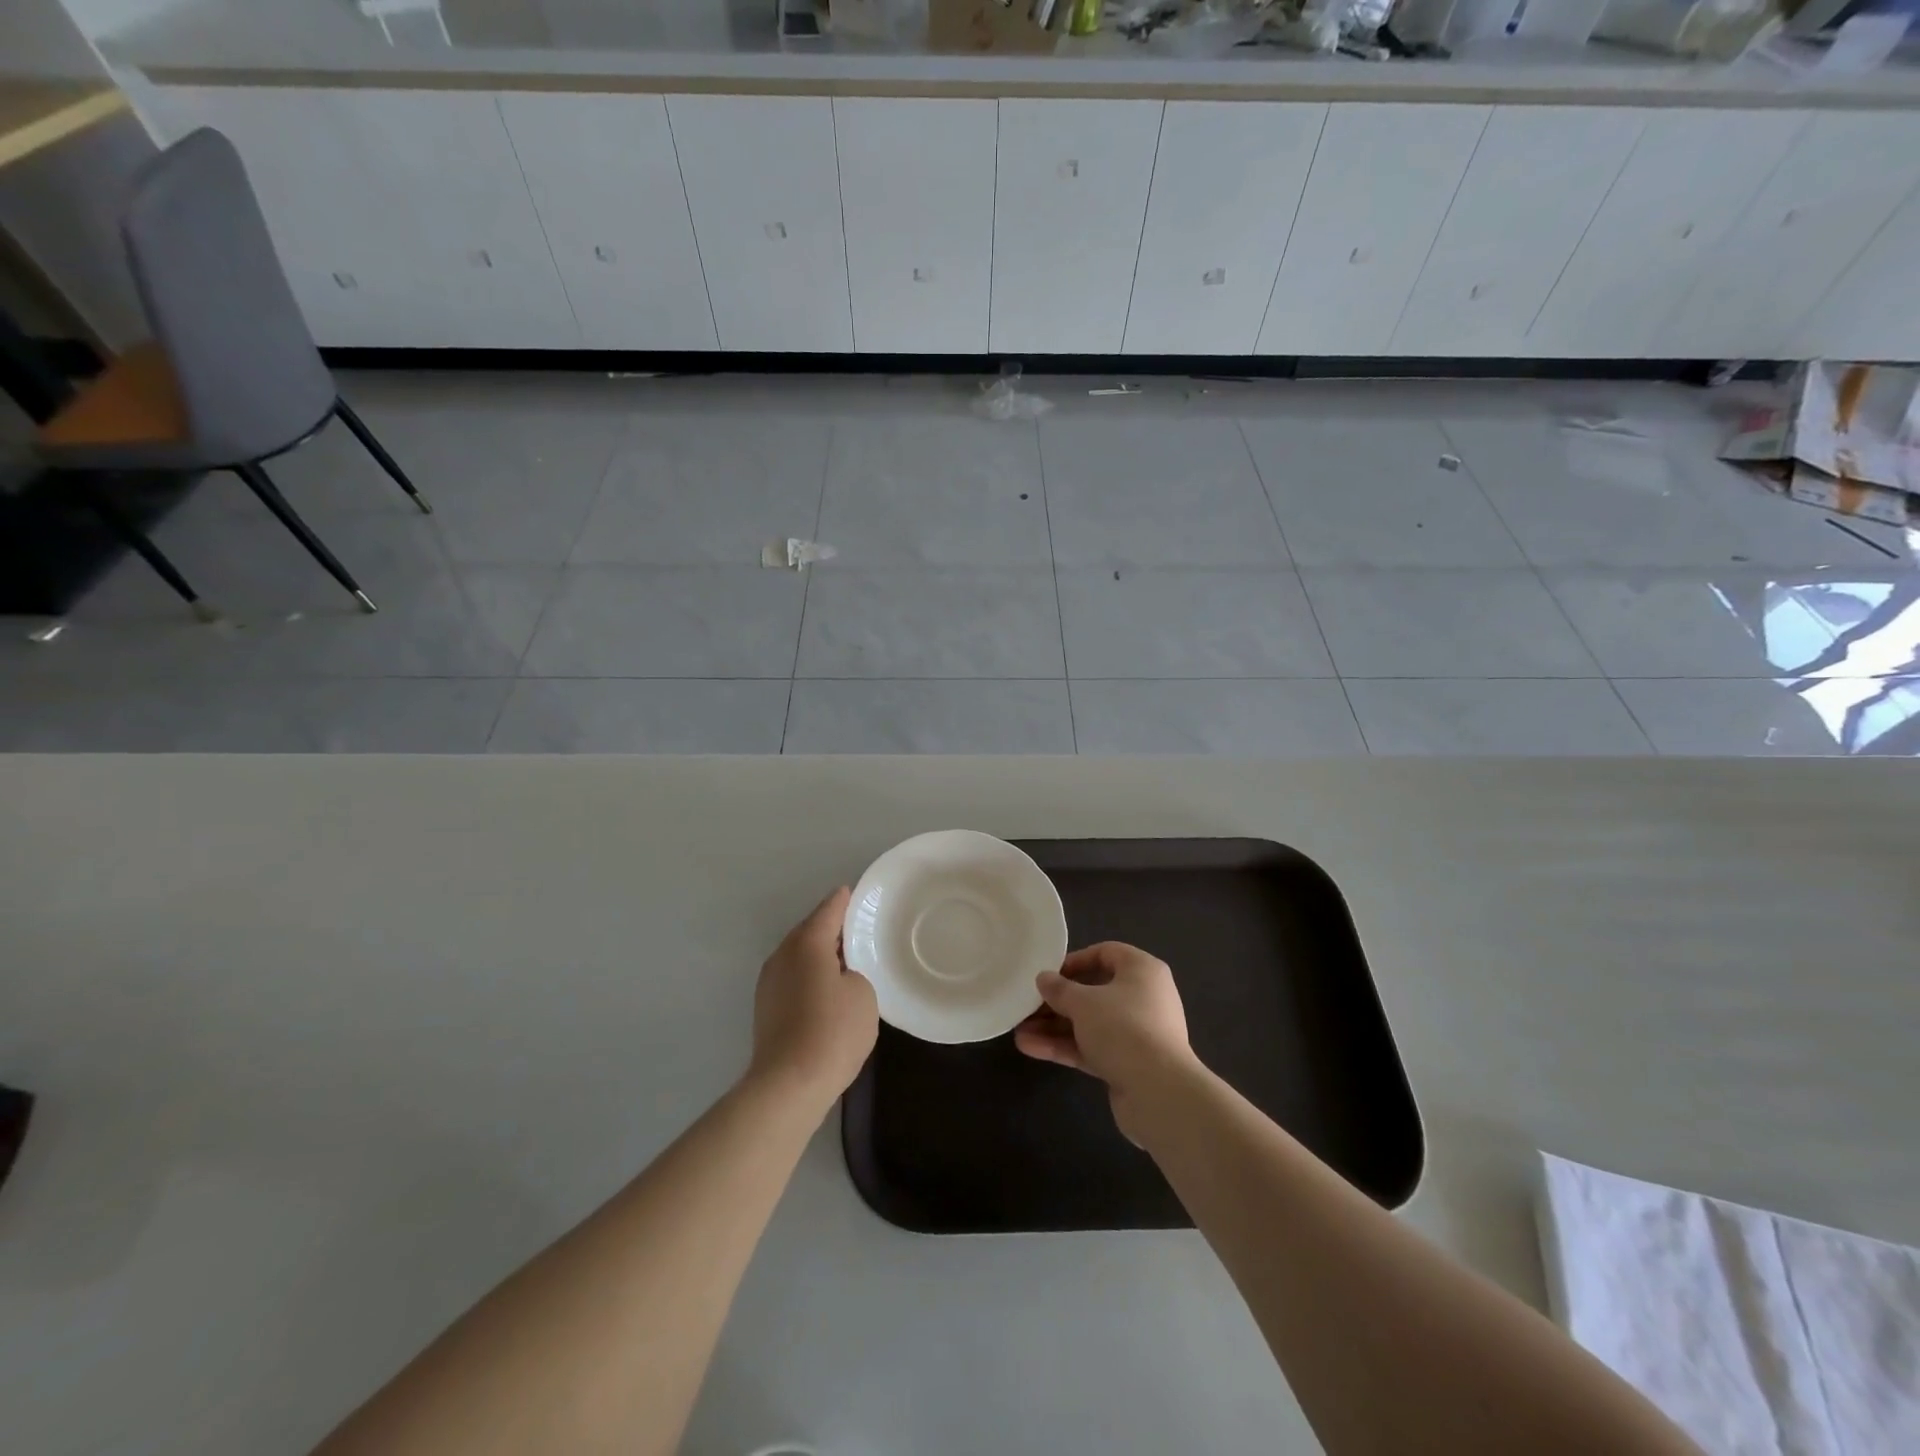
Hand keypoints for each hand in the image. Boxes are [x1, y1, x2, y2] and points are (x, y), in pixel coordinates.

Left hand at [749, 887, 877, 1111]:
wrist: (788, 1085)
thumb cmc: (832, 1031)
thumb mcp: (863, 995)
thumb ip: (855, 973)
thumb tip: (840, 978)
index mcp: (807, 943)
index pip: (829, 909)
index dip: (845, 900)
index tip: (857, 893)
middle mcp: (783, 955)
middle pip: (810, 931)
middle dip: (832, 928)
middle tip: (858, 928)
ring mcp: (769, 983)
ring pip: (799, 956)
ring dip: (820, 954)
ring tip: (846, 959)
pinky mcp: (766, 1009)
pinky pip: (793, 978)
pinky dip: (810, 976)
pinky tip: (827, 989)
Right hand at [1014, 942, 1197, 1143]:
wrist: (1159, 1094)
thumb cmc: (1123, 1029)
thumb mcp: (1083, 1003)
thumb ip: (1059, 989)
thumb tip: (1044, 979)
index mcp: (1142, 971)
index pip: (1106, 953)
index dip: (1075, 961)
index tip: (1048, 974)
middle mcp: (1143, 998)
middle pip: (1094, 992)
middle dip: (1057, 1001)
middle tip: (1027, 1006)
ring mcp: (1136, 1033)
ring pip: (1090, 1023)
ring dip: (1055, 1027)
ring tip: (1020, 1031)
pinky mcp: (1128, 1063)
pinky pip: (1092, 1047)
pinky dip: (1065, 1047)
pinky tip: (1031, 1048)